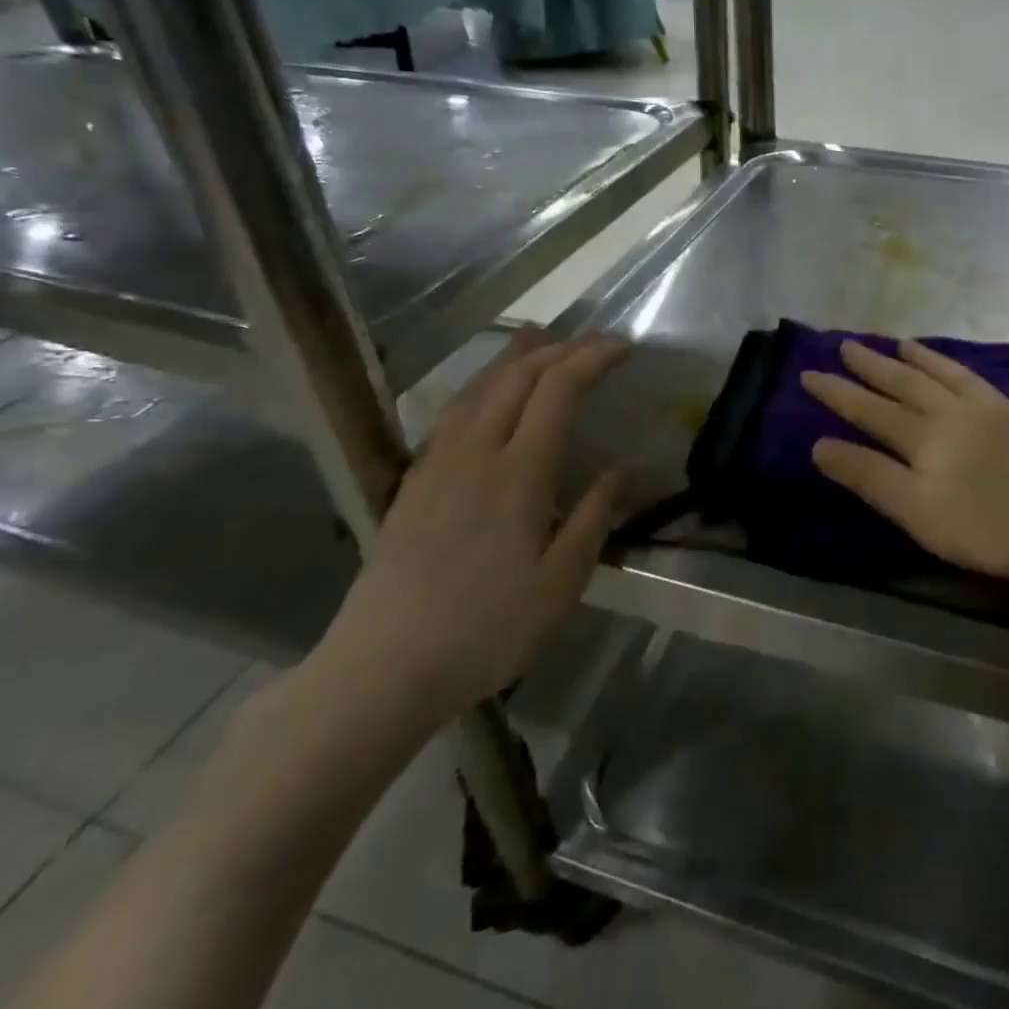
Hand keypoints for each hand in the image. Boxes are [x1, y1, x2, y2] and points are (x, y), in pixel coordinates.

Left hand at [318, 332, 626, 725]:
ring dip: (515, 359)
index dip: (592, 358)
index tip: (624, 348)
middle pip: (516, 376)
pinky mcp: (413, 483)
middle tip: (594, 345)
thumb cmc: (486, 629)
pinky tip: (486, 397)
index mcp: (518, 472)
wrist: (382, 667)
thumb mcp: (560, 582)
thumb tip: (626, 467)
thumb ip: (594, 516)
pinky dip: (481, 386)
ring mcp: (436, 464)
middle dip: (559, 350)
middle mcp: (474, 452)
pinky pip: (452, 413)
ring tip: (539, 341)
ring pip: (477, 388)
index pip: (558, 389)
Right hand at [801, 338, 1008, 580]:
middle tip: (849, 344)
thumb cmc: (994, 525)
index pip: (872, 411)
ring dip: (935, 362)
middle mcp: (963, 415)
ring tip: (909, 344)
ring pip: (964, 379)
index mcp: (928, 438)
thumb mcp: (918, 511)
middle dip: (876, 366)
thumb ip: (870, 477)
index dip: (839, 393)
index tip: (809, 371)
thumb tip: (820, 445)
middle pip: (912, 386)